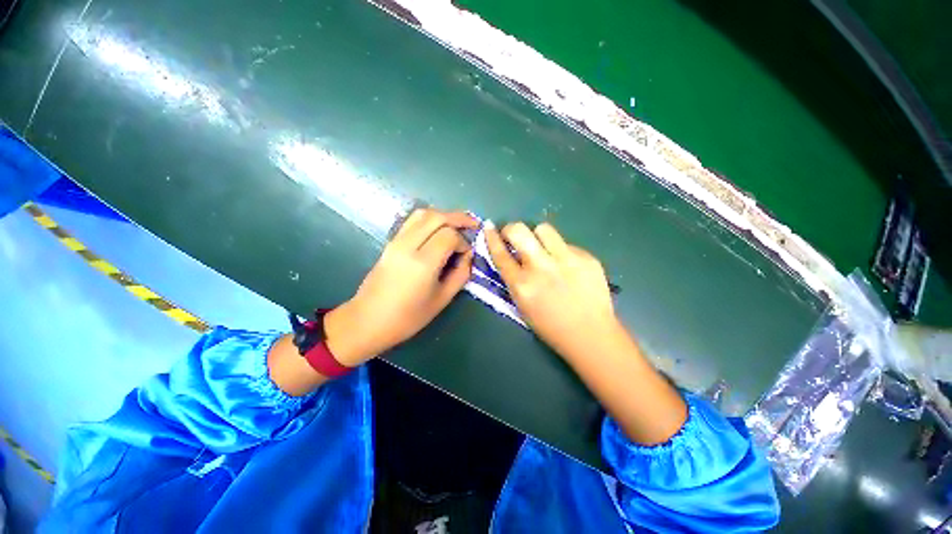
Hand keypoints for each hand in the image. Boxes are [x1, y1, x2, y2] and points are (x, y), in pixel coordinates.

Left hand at [323, 208, 476, 365]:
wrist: (368, 321)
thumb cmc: (408, 317)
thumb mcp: (442, 299)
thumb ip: (460, 274)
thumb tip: (468, 255)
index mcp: (423, 263)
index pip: (449, 235)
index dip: (463, 241)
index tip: (466, 254)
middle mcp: (408, 245)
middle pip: (437, 217)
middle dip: (458, 218)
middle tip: (473, 225)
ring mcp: (396, 241)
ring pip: (423, 213)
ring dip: (443, 215)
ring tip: (458, 224)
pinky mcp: (391, 242)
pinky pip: (413, 221)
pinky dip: (430, 219)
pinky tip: (439, 229)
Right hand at [485, 222, 623, 361]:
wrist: (591, 334)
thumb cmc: (550, 326)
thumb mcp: (522, 305)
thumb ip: (514, 279)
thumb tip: (511, 256)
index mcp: (522, 285)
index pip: (500, 253)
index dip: (491, 237)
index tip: (489, 227)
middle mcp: (541, 267)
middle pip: (519, 231)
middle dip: (511, 229)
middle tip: (514, 236)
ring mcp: (566, 260)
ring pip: (544, 229)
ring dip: (538, 236)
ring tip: (543, 248)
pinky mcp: (586, 257)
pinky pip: (566, 244)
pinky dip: (561, 251)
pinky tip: (568, 266)